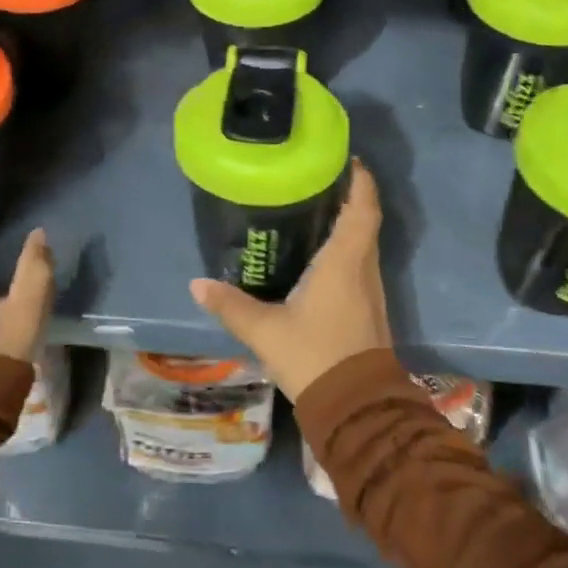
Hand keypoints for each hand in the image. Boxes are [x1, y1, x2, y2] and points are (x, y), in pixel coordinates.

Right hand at [188, 160, 392, 400]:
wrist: (357, 408)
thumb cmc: (315, 356)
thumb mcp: (266, 331)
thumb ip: (231, 306)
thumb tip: (197, 285)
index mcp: (345, 262)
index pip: (362, 209)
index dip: (360, 181)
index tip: (348, 159)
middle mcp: (364, 269)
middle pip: (365, 222)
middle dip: (348, 197)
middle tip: (317, 179)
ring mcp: (370, 291)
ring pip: (364, 245)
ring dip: (348, 223)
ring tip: (314, 209)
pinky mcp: (368, 310)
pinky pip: (360, 265)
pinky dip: (345, 249)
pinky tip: (320, 256)